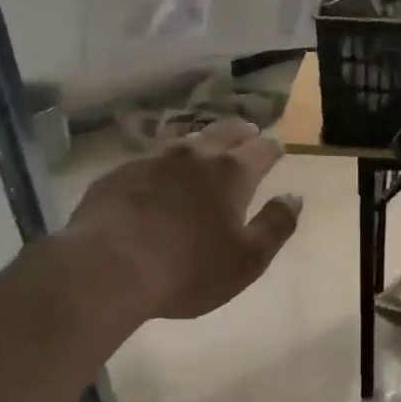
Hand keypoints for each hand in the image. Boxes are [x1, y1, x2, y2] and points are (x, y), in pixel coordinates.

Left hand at [60, 118, 302, 323]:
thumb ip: (276, 225)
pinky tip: (160, 175)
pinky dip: (165, 163)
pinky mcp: (119, 174)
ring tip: (206, 147)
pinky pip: (151, 160)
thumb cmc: (188, 269)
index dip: (272, 147)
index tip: (278, 146)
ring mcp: (153, 161)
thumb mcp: (248, 259)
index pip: (260, 150)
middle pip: (223, 133)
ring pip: (185, 142)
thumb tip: (294, 197)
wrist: (106, 268)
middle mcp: (194, 157)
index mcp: (231, 174)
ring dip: (202, 142)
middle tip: (248, 132)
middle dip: (240, 132)